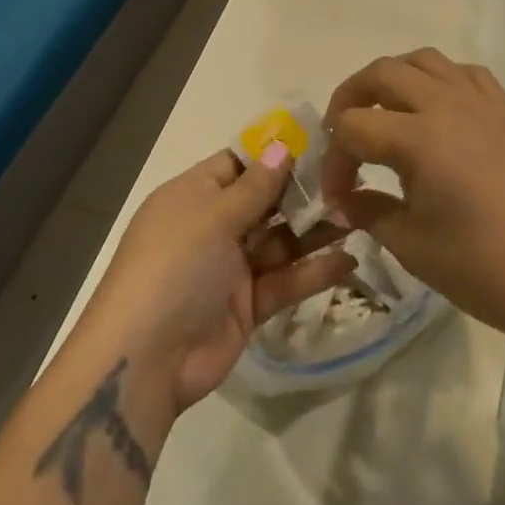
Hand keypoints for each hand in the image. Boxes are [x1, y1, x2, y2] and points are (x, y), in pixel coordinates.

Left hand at [76, 148, 355, 419]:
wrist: (145, 360)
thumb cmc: (174, 266)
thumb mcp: (211, 217)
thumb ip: (254, 186)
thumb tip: (281, 145)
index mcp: (193, 195)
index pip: (237, 164)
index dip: (274, 155)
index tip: (318, 144)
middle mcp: (212, 226)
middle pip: (264, 201)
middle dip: (302, 193)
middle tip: (351, 180)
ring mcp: (230, 267)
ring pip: (279, 241)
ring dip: (314, 231)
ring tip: (359, 216)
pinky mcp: (247, 306)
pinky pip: (284, 281)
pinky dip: (313, 272)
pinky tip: (348, 260)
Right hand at [322, 48, 504, 358]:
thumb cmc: (484, 269)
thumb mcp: (412, 246)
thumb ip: (369, 211)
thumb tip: (343, 201)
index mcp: (419, 138)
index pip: (353, 127)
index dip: (334, 161)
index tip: (338, 197)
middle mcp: (446, 105)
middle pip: (380, 73)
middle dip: (349, 99)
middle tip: (343, 137)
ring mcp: (480, 102)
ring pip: (422, 60)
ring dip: (391, 79)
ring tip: (383, 112)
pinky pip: (463, 72)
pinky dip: (438, 79)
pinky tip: (435, 110)